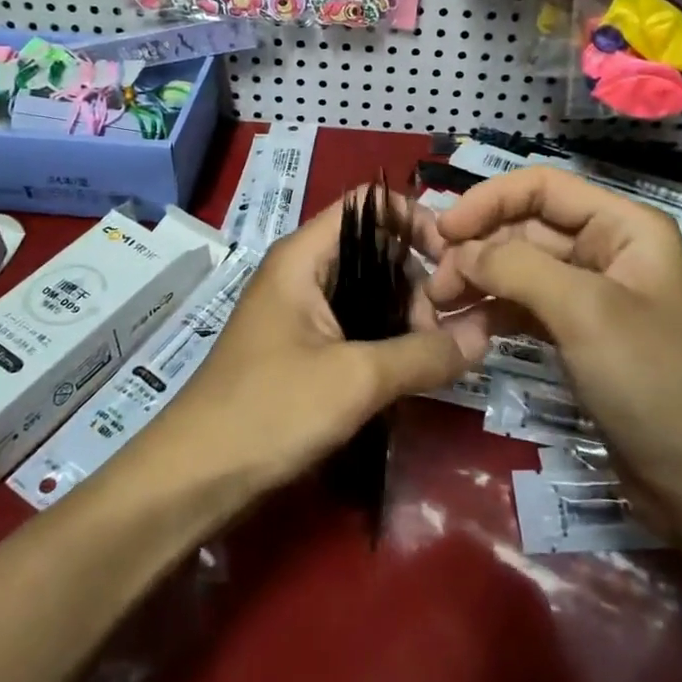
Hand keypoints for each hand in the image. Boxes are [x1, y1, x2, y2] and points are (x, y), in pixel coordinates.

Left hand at [159, 188, 483, 491]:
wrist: (194, 477)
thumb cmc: (270, 409)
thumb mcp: (356, 379)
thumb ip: (425, 352)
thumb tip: (486, 333)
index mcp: (303, 256)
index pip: (369, 204)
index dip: (414, 219)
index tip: (454, 261)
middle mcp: (301, 273)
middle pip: (374, 249)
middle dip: (416, 281)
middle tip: (443, 330)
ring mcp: (299, 313)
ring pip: (368, 292)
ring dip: (404, 316)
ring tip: (432, 357)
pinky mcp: (300, 350)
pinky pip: (354, 326)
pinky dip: (385, 340)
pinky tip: (409, 371)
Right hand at [427, 168, 681, 522]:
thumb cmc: (655, 380)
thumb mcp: (585, 312)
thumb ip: (517, 268)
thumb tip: (459, 251)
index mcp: (623, 226)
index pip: (542, 188)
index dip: (488, 201)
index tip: (442, 233)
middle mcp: (606, 251)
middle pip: (525, 228)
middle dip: (477, 250)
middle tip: (435, 288)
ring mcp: (592, 296)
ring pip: (520, 270)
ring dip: (479, 283)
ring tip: (439, 310)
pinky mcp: (578, 336)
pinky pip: (525, 308)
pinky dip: (494, 313)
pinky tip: (465, 330)